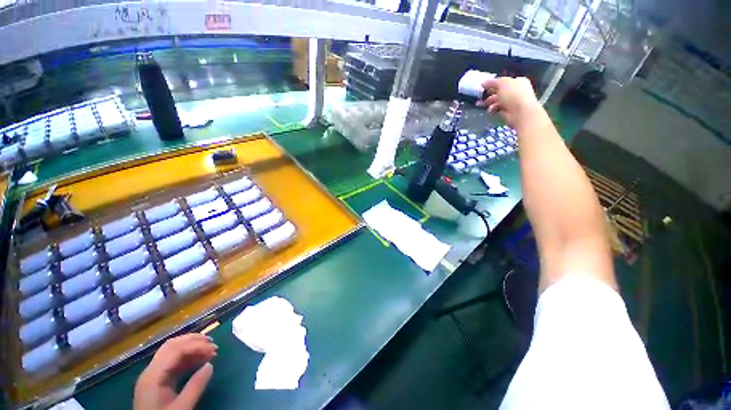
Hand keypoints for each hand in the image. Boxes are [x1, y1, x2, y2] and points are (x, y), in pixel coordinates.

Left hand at [134, 334, 216, 409]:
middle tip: (212, 342)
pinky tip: (199, 359)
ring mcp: (152, 376)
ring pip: (172, 351)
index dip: (196, 346)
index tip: (214, 349)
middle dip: (193, 341)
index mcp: (153, 376)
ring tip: (209, 349)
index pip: (175, 350)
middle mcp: (151, 371)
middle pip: (171, 346)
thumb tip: (210, 365)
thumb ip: (195, 387)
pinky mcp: (157, 381)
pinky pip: (172, 362)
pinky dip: (187, 357)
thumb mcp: (181, 408)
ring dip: (191, 347)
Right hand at [477, 77, 541, 127]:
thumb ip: (492, 82)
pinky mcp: (508, 112)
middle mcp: (516, 91)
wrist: (521, 113)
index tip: (483, 87)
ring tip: (481, 105)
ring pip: (498, 101)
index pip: (503, 82)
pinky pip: (499, 109)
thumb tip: (483, 83)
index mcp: (517, 82)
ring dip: (489, 103)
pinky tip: (491, 111)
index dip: (493, 84)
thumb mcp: (502, 83)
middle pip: (499, 92)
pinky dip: (494, 109)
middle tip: (480, 97)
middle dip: (489, 95)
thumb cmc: (514, 95)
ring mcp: (512, 102)